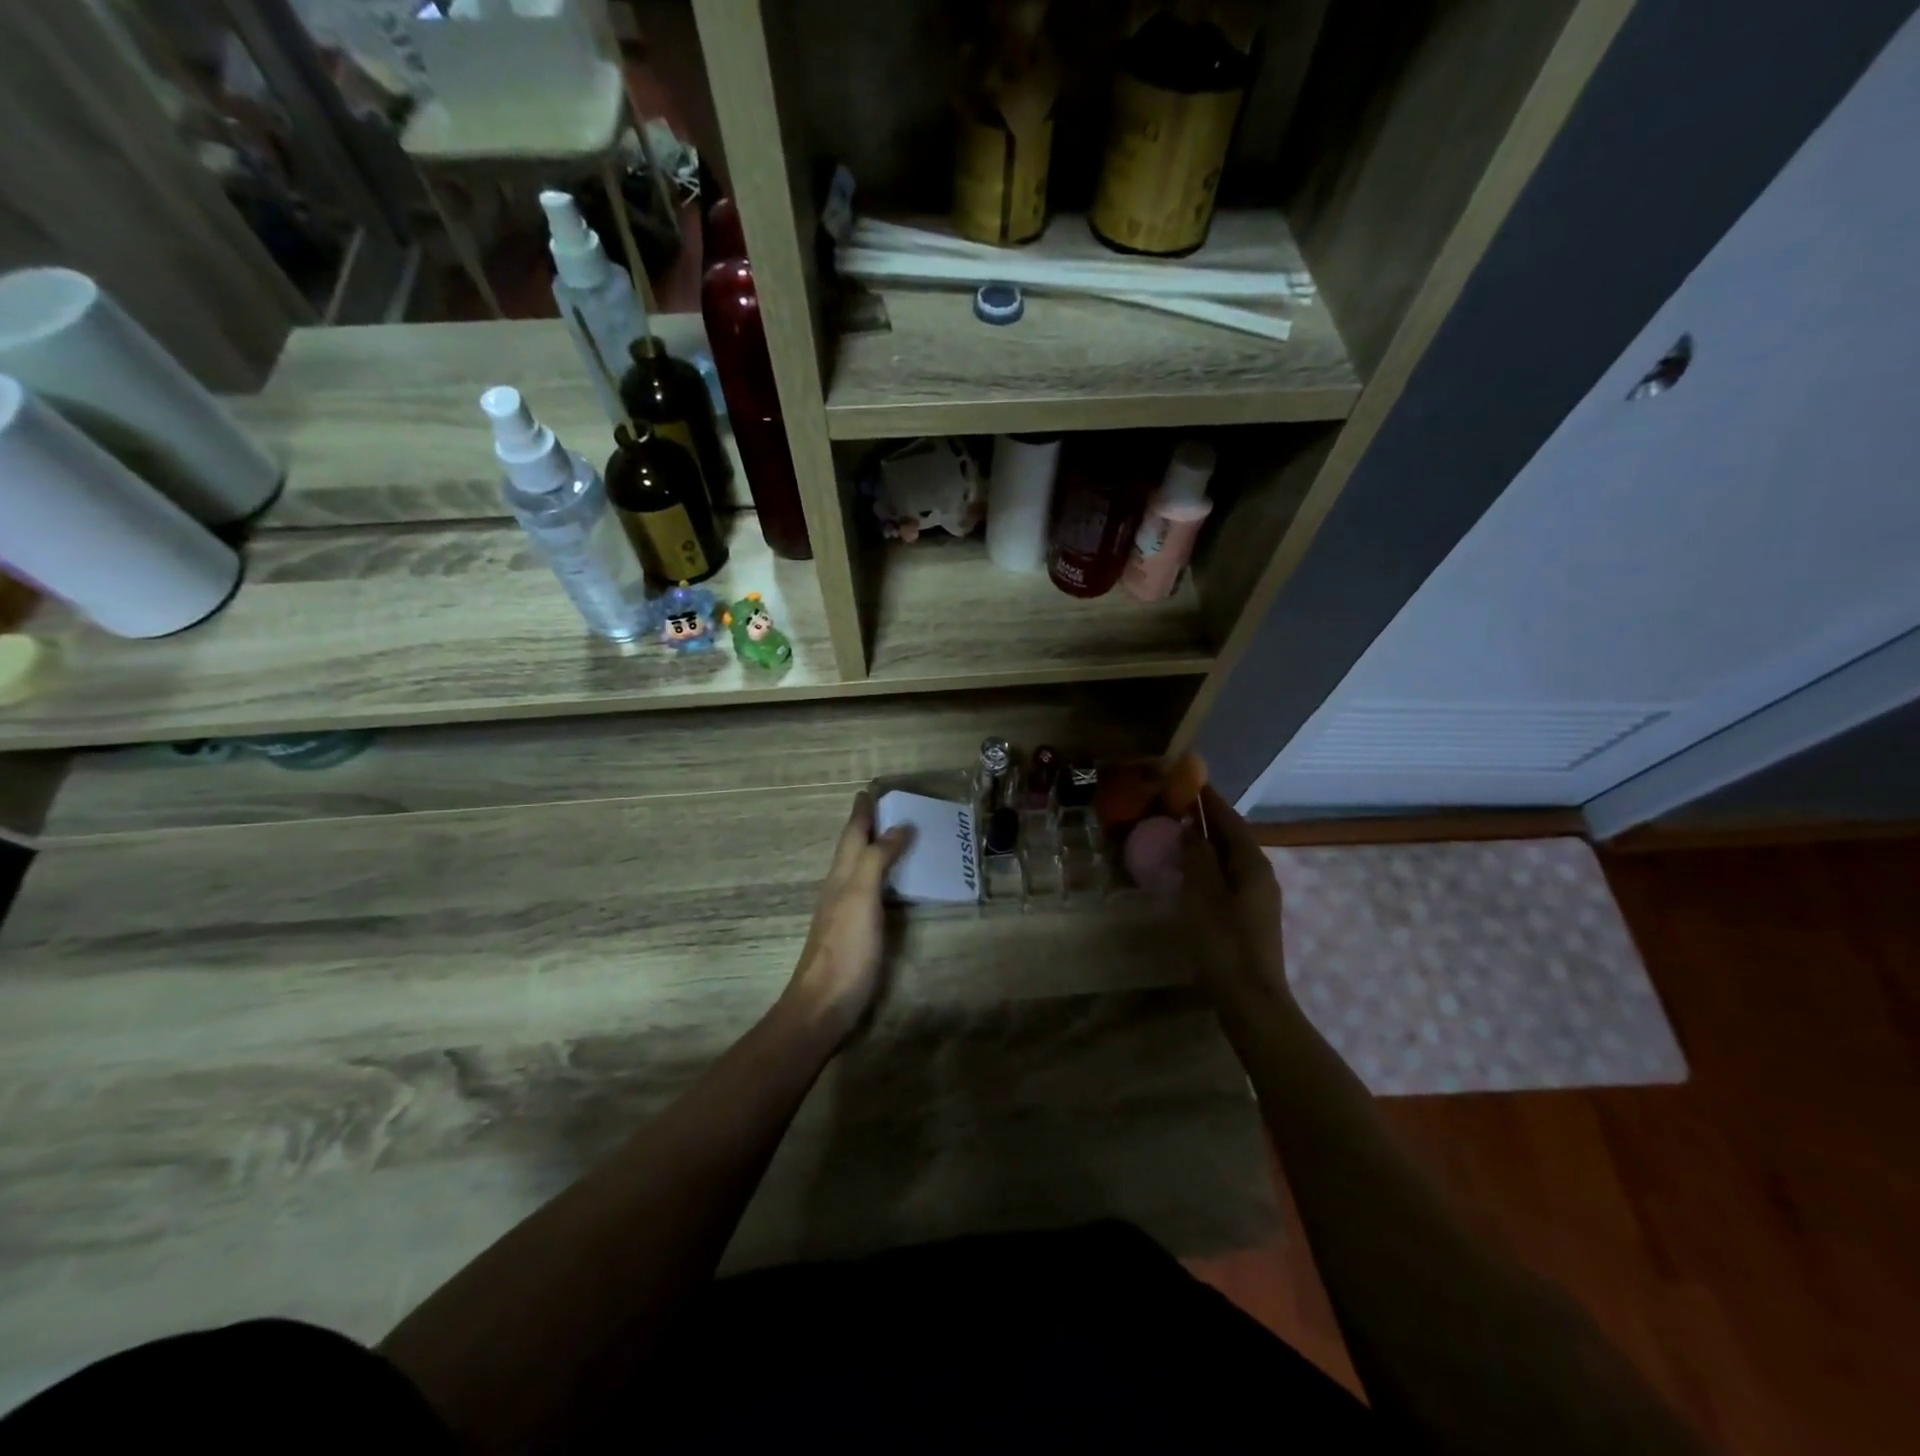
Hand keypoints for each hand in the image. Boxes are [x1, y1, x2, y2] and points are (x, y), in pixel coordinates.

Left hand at [782, 792, 913, 1046]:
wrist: (823, 1006)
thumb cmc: (845, 950)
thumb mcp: (861, 898)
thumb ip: (876, 860)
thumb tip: (899, 826)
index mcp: (841, 876)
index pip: (852, 835)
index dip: (862, 812)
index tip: (870, 790)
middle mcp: (840, 889)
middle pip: (852, 849)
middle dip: (867, 826)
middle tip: (889, 808)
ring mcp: (844, 913)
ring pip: (858, 869)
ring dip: (874, 850)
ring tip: (895, 837)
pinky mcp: (854, 934)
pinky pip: (869, 892)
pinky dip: (881, 877)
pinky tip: (891, 885)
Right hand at [1179, 784, 1291, 1008]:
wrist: (1251, 999)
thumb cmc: (1223, 942)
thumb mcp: (1202, 894)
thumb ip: (1197, 857)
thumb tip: (1193, 828)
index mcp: (1252, 864)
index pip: (1230, 820)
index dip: (1210, 800)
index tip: (1191, 780)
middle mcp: (1261, 875)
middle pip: (1233, 838)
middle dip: (1209, 820)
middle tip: (1178, 805)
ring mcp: (1258, 898)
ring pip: (1230, 859)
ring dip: (1208, 844)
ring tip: (1180, 833)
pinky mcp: (1250, 917)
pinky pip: (1228, 878)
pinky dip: (1210, 866)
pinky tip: (1191, 872)